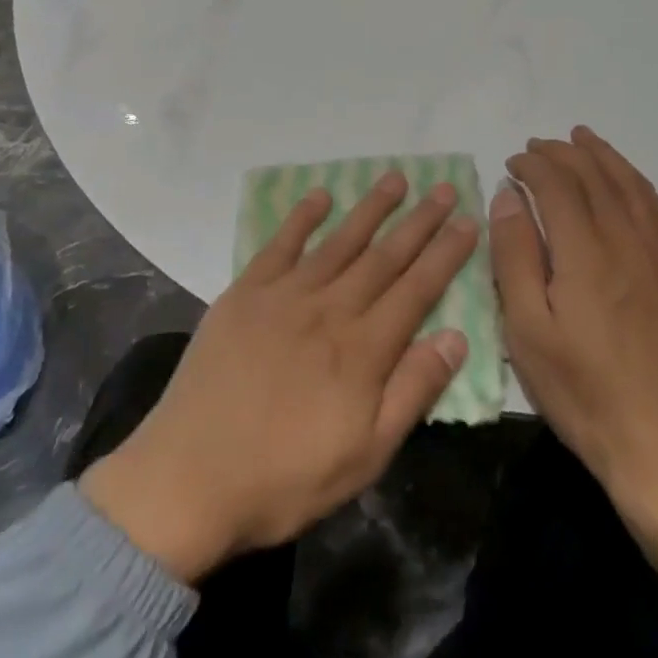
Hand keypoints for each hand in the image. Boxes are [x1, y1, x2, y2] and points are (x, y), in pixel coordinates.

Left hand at [79, 173, 476, 583]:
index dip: (445, 255)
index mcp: (363, 349)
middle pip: (384, 256)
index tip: (468, 222)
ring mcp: (284, 295)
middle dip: (418, 221)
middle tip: (443, 188)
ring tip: (395, 179)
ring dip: (370, 208)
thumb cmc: (285, 478)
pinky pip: (280, 245)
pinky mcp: (245, 293)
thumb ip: (412, 391)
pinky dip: (301, 218)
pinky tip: (320, 196)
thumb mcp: (365, 455)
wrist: (189, 477)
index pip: (416, 289)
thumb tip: (456, 336)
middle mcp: (329, 308)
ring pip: (338, 241)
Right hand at [491, 127, 657, 633]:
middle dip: (564, 153)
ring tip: (583, 139)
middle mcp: (626, 242)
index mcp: (585, 253)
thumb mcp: (527, 331)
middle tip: (538, 145)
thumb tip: (509, 196)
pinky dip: (639, 184)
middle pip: (595, 177)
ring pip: (631, 187)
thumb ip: (515, 256)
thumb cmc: (583, 393)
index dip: (533, 165)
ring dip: (604, 157)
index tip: (512, 162)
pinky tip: (630, 182)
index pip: (558, 185)